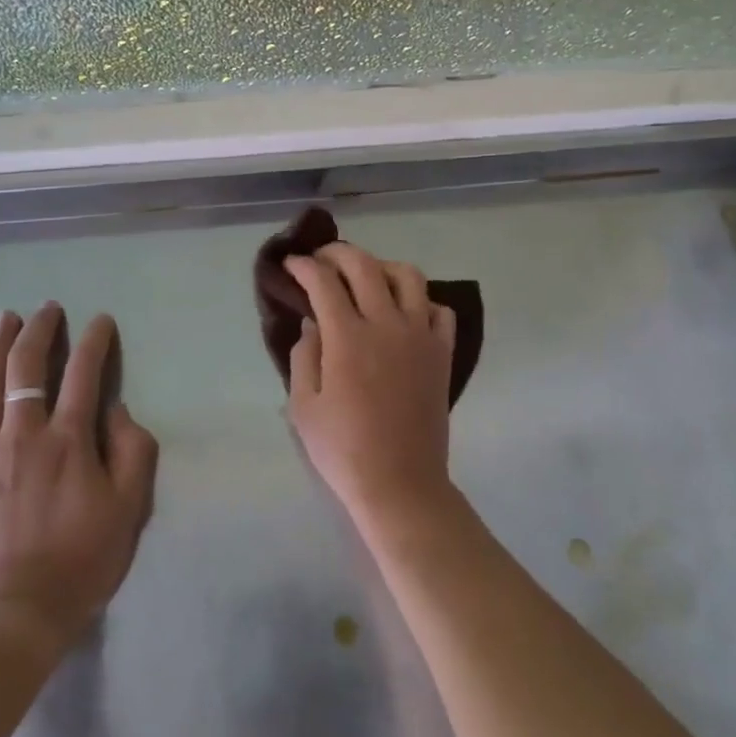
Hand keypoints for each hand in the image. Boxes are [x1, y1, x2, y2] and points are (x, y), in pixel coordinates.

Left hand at [0, 306, 158, 651]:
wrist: (17, 617)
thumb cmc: (83, 560)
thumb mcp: (130, 507)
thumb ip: (132, 450)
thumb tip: (116, 411)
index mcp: (69, 441)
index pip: (84, 374)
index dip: (95, 341)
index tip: (101, 321)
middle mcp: (24, 437)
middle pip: (26, 368)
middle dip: (39, 331)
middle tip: (47, 309)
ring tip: (5, 320)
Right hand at [284, 241, 457, 525]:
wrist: (400, 483)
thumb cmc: (343, 450)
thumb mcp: (303, 407)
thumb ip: (304, 356)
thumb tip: (314, 323)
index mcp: (348, 338)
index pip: (324, 282)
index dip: (305, 267)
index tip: (293, 264)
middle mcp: (386, 325)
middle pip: (365, 266)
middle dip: (339, 253)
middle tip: (323, 259)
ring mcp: (420, 336)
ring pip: (408, 276)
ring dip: (383, 267)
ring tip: (367, 278)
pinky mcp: (442, 352)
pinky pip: (439, 310)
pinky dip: (421, 301)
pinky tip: (405, 313)